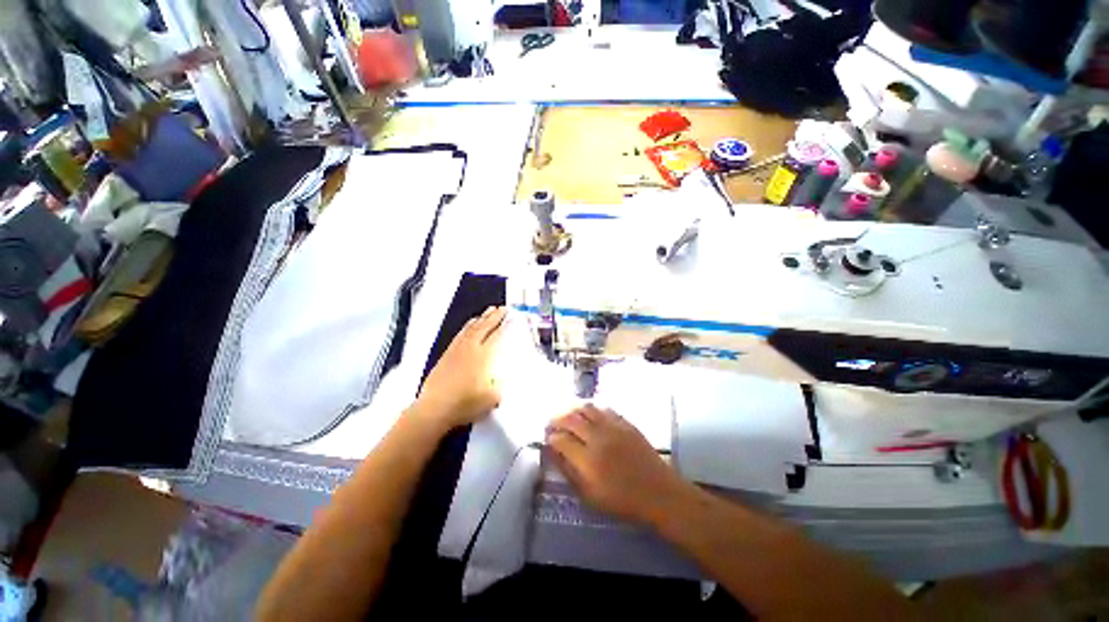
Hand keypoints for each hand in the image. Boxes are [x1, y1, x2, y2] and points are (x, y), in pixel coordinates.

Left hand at [414, 306, 507, 429]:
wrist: (435, 409)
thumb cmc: (465, 404)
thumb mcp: (492, 398)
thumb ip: (500, 385)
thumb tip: (503, 379)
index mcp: (483, 357)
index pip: (497, 336)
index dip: (504, 325)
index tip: (511, 316)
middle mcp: (471, 349)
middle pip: (484, 328)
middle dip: (494, 317)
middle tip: (502, 308)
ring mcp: (457, 350)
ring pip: (471, 329)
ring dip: (481, 319)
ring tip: (487, 311)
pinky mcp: (446, 355)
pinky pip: (459, 335)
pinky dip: (467, 327)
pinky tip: (469, 326)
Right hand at [546, 404, 690, 525]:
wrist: (658, 492)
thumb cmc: (622, 501)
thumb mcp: (590, 496)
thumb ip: (569, 473)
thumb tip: (553, 454)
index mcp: (588, 461)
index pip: (561, 440)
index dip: (551, 437)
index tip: (547, 438)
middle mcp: (598, 438)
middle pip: (571, 419)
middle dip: (557, 419)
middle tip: (551, 423)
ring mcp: (613, 427)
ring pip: (586, 408)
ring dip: (573, 409)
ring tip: (567, 415)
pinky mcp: (625, 422)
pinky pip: (603, 408)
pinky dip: (592, 408)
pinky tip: (588, 414)